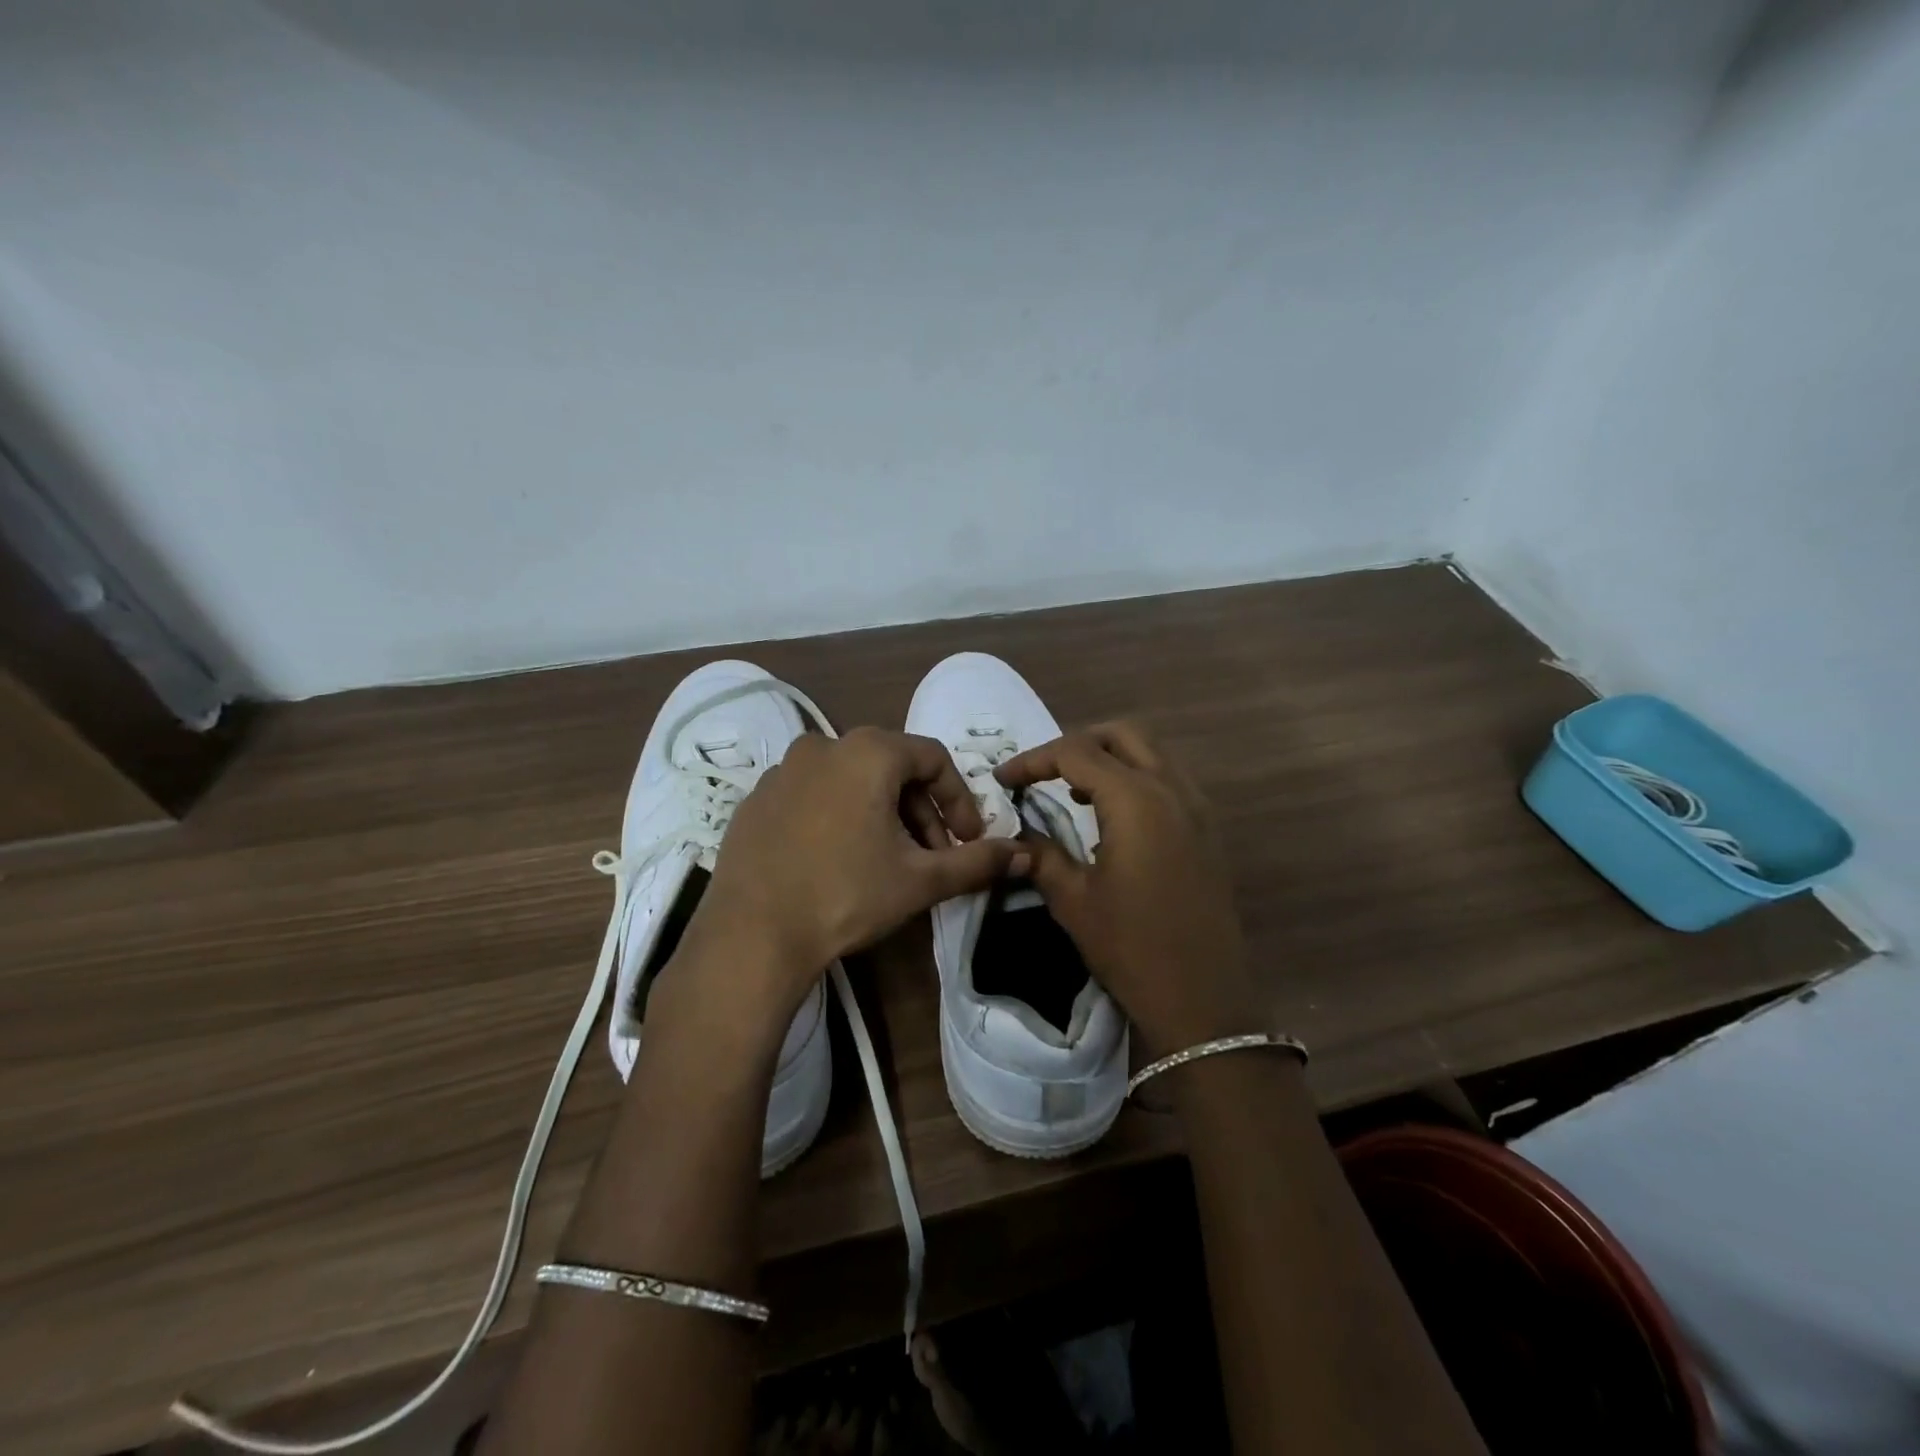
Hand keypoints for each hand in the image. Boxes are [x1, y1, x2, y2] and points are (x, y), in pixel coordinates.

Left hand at [684, 728, 1019, 1023]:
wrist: (751, 935)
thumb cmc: (846, 896)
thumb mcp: (920, 880)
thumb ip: (976, 862)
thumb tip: (1024, 856)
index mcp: (868, 751)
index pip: (934, 759)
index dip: (960, 799)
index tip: (968, 840)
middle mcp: (823, 745)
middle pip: (892, 767)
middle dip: (921, 810)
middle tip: (932, 854)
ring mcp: (783, 770)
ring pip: (851, 780)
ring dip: (882, 813)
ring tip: (887, 859)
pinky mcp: (756, 798)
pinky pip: (813, 794)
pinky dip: (838, 816)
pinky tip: (838, 859)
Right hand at [995, 723, 1263, 1053]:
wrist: (1203, 1000)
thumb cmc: (1132, 948)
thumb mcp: (1074, 901)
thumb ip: (1042, 856)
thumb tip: (1017, 835)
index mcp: (1136, 801)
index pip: (1076, 753)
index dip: (1033, 760)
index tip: (1003, 780)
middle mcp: (1172, 790)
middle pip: (1122, 735)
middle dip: (1077, 743)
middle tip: (1043, 773)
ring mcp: (1197, 808)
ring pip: (1152, 752)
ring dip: (1110, 757)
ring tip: (1073, 792)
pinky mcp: (1207, 830)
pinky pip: (1170, 779)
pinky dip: (1137, 777)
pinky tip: (1113, 816)